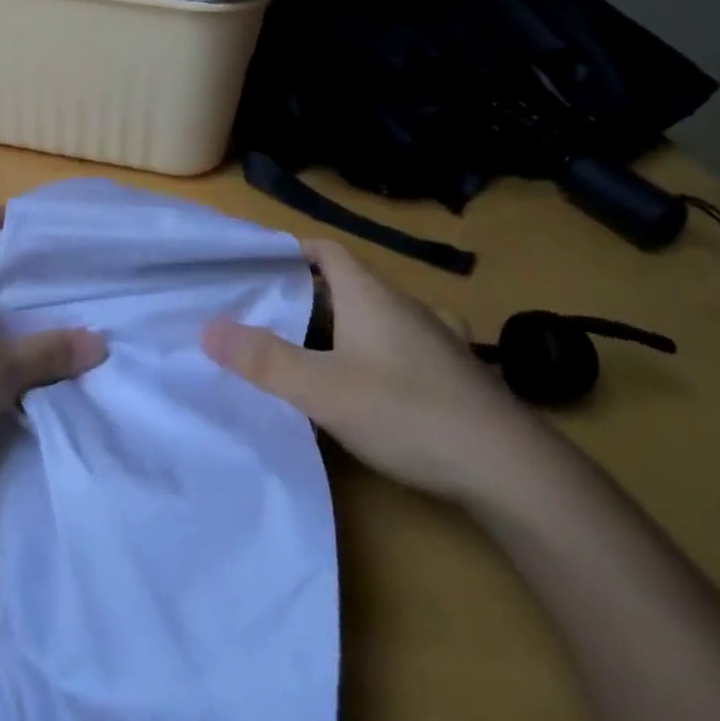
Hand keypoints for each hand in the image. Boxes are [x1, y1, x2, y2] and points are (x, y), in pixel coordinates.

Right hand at [202, 239, 540, 504]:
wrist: (512, 471)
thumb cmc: (408, 413)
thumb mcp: (323, 390)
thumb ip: (264, 360)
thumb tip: (208, 328)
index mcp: (371, 295)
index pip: (327, 250)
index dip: (292, 250)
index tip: (257, 265)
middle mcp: (405, 306)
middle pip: (346, 284)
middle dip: (305, 294)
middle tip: (265, 314)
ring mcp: (435, 340)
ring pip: (375, 317)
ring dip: (340, 325)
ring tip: (306, 349)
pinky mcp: (454, 375)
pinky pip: (400, 347)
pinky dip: (374, 352)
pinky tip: (368, 383)